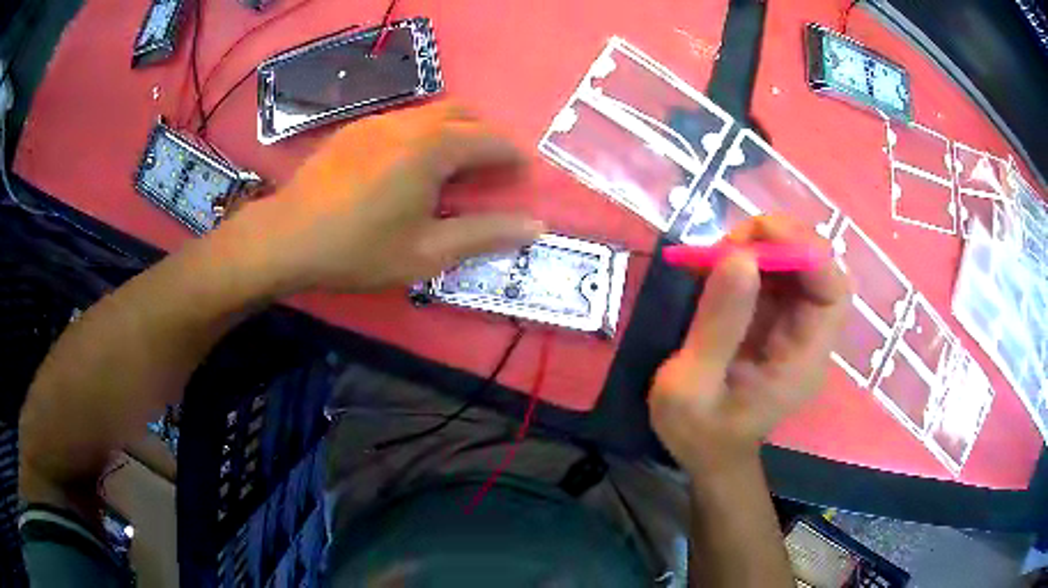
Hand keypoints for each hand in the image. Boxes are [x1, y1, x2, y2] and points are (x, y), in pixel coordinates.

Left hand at [219, 102, 543, 293]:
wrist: (285, 238)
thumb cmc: (358, 249)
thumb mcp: (427, 252)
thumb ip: (484, 234)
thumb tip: (536, 225)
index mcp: (433, 147)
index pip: (491, 139)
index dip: (514, 156)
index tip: (522, 175)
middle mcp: (410, 122)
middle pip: (465, 113)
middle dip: (486, 135)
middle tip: (490, 169)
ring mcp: (378, 120)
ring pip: (432, 112)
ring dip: (455, 131)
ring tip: (452, 168)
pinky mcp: (355, 128)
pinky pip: (403, 119)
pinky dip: (423, 133)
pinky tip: (408, 165)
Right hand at [649, 216, 848, 473]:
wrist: (706, 453)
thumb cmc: (699, 432)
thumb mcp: (691, 387)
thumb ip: (717, 326)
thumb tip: (739, 257)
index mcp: (803, 361)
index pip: (833, 293)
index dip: (807, 254)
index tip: (757, 238)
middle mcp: (809, 337)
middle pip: (819, 269)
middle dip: (779, 242)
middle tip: (729, 242)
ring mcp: (795, 326)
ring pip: (797, 265)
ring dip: (761, 246)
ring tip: (716, 253)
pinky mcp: (777, 320)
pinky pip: (775, 275)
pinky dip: (748, 259)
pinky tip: (717, 264)